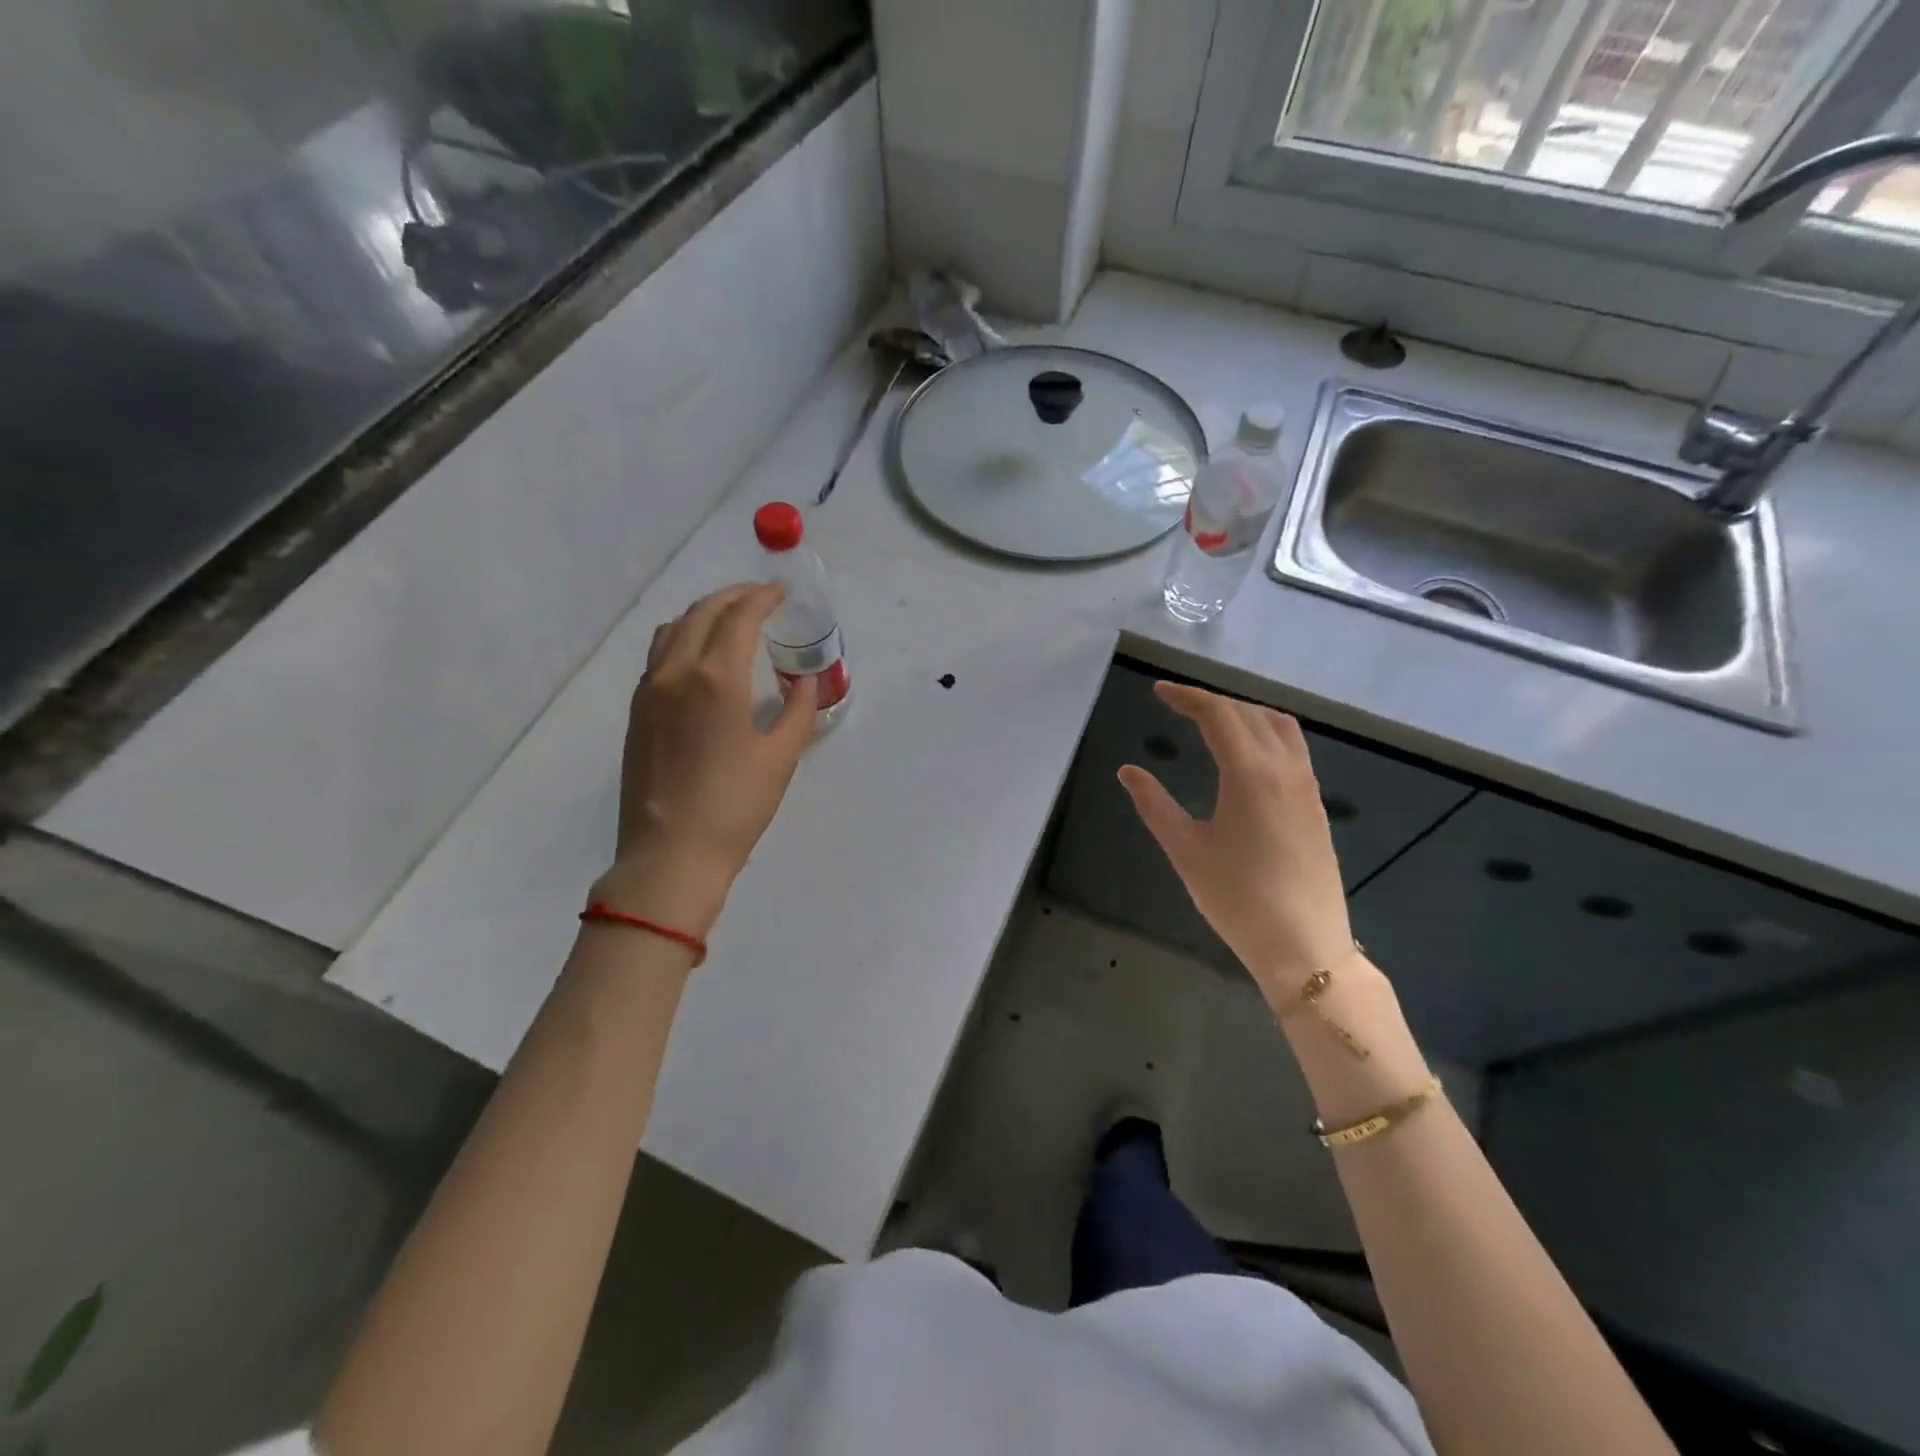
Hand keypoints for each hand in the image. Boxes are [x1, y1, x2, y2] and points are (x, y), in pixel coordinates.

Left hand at [593, 583, 816, 934]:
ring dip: (704, 613)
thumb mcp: (781, 758)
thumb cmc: (735, 807)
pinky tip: (701, 656)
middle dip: (734, 597)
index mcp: (717, 679)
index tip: (781, 593)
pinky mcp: (637, 711)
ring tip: (731, 621)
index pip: (739, 617)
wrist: (670, 855)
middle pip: (702, 613)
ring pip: (672, 629)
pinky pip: (658, 654)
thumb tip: (804, 682)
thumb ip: (798, 711)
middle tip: (762, 598)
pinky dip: (683, 637)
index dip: (762, 597)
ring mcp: (649, 690)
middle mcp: (676, 672)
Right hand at [1119, 683, 1353, 1004]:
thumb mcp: (1186, 851)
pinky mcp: (1315, 806)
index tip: (1159, 692)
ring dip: (1244, 712)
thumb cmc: (1238, 899)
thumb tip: (1129, 771)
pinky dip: (1265, 733)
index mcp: (1250, 774)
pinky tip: (1245, 755)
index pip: (1218, 714)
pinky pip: (1293, 748)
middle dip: (1212, 701)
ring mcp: (1306, 787)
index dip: (1187, 696)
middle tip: (1177, 705)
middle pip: (1249, 713)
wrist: (1304, 946)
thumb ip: (1155, 805)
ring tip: (1212, 721)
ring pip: (1279, 726)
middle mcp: (1284, 769)